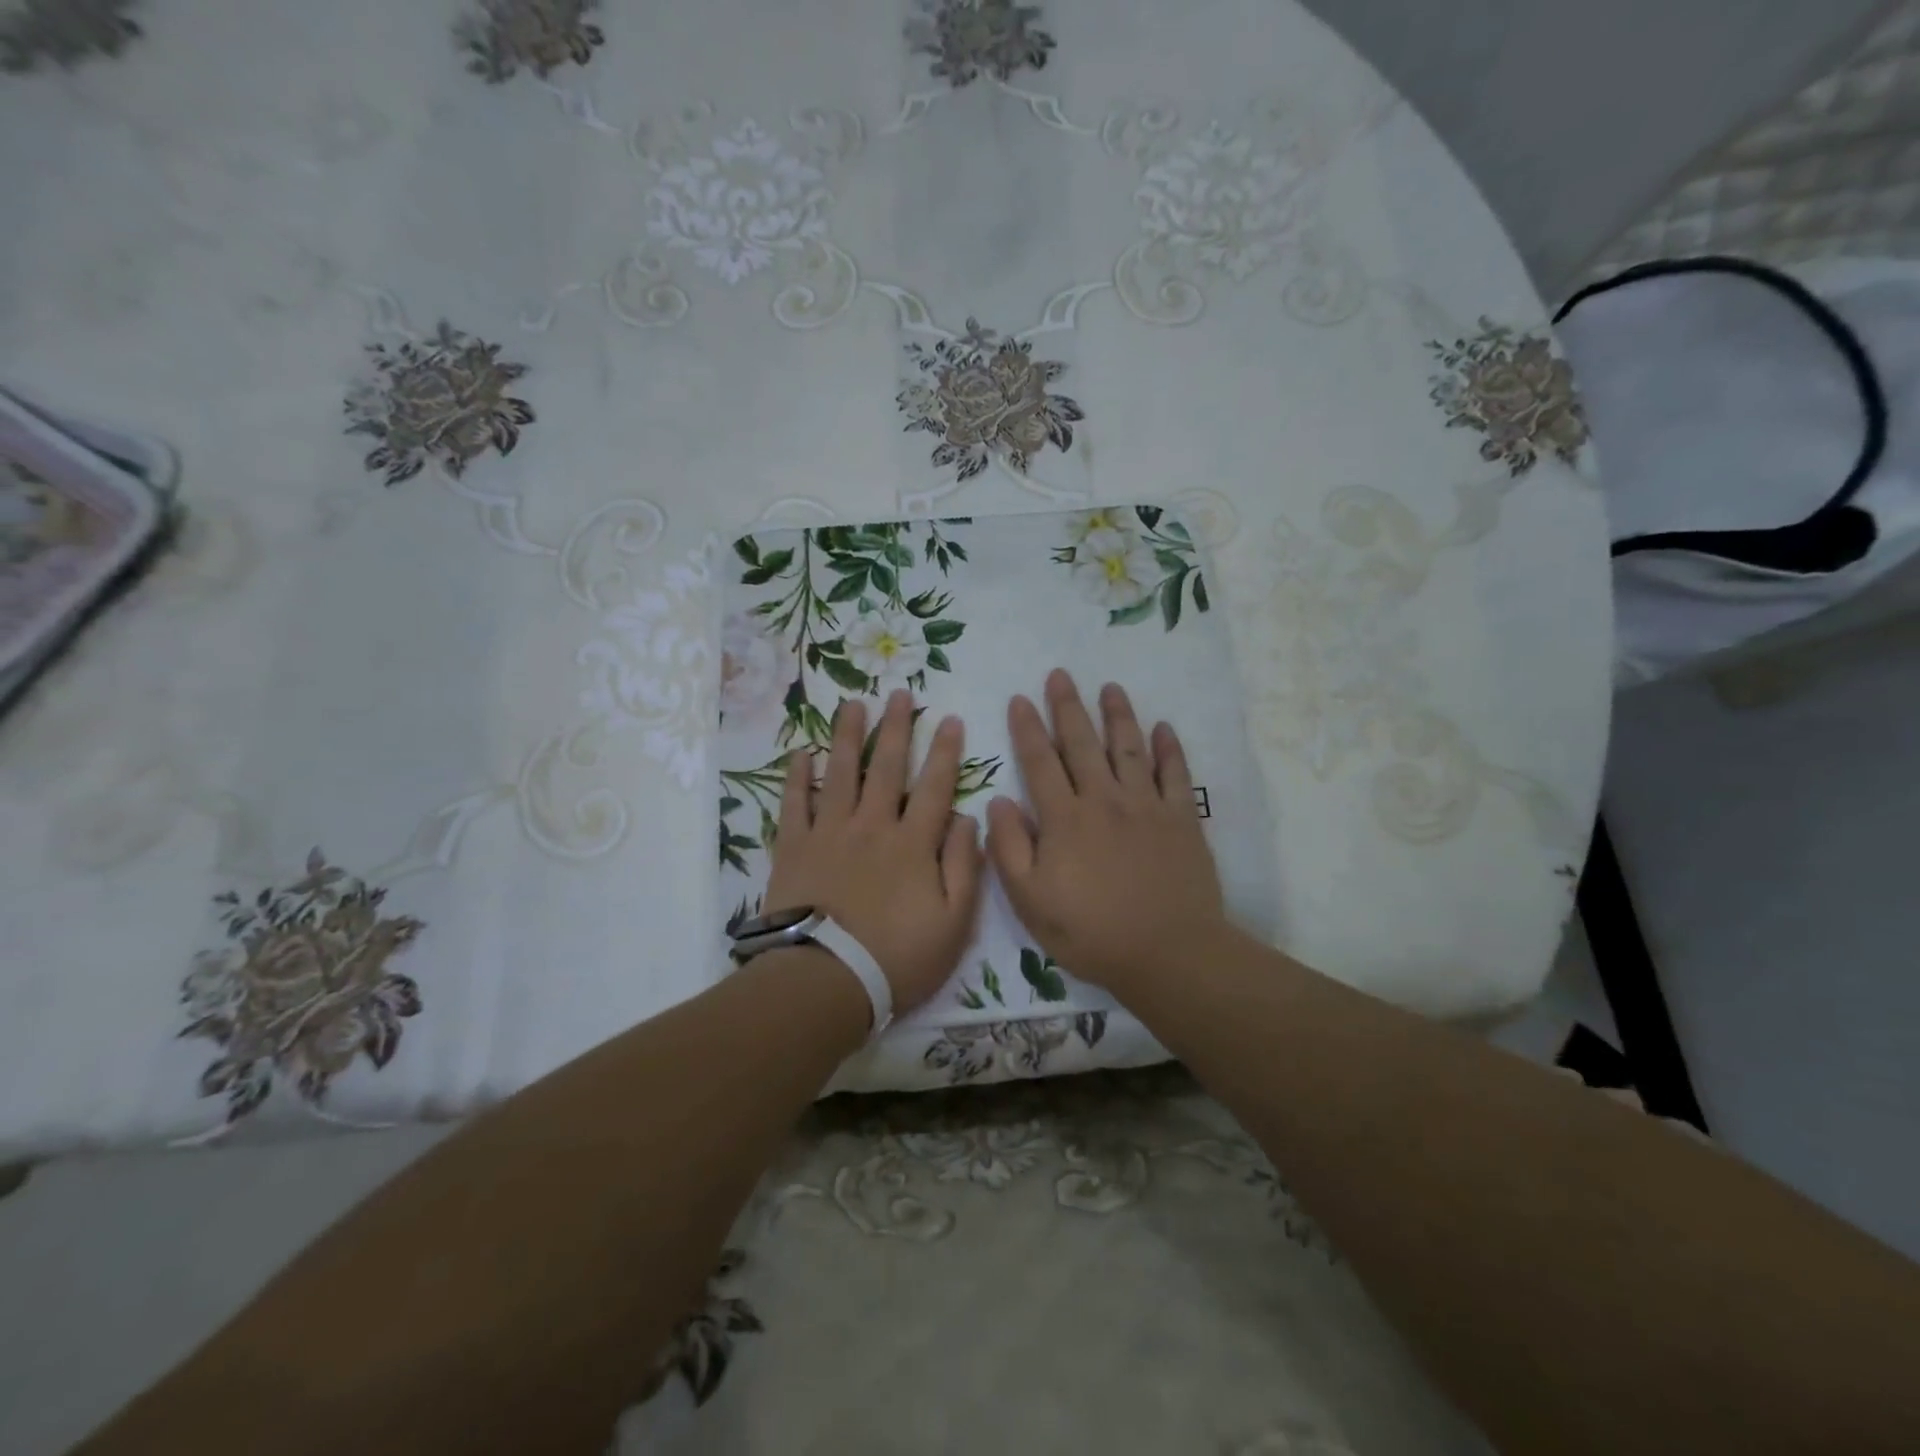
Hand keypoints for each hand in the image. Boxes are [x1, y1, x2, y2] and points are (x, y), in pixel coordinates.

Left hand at [764, 690, 983, 1015]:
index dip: (945, 751)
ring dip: (848, 736)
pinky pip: (794, 803)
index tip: (950, 720)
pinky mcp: (794, 847)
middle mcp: (872, 826)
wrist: (826, 981)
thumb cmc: (897, 958)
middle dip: (896, 728)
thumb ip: (964, 867)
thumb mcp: (954, 923)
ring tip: (853, 704)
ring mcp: (829, 833)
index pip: (934, 786)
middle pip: (887, 767)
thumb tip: (967, 819)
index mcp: (912, 843)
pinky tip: (801, 752)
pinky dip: (797, 776)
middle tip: (900, 694)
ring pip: (840, 772)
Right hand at [986, 670, 1226, 993]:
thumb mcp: (1030, 901)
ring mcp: (1147, 806)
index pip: (1040, 762)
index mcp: (1064, 819)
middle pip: (1082, 743)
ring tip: (1110, 687)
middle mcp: (1104, 800)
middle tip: (1060, 674)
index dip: (1027, 729)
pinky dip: (1169, 748)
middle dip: (1068, 706)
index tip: (1019, 698)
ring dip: (1118, 714)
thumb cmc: (1091, 932)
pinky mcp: (1182, 819)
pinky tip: (1163, 728)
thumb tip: (997, 801)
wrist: (1169, 953)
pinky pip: (1175, 774)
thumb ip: (1009, 849)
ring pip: (1128, 748)